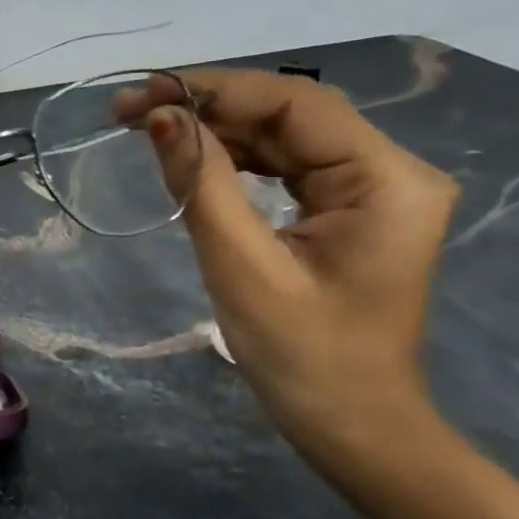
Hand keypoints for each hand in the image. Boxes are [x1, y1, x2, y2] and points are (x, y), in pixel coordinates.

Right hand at [120, 70, 459, 449]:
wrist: (354, 428)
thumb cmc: (304, 357)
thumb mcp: (242, 267)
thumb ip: (201, 184)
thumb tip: (160, 117)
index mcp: (386, 181)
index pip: (295, 103)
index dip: (215, 90)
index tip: (143, 96)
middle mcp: (389, 171)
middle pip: (289, 114)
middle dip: (207, 106)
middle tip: (129, 111)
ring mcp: (370, 190)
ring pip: (282, 137)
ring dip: (214, 130)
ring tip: (146, 128)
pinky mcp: (346, 210)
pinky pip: (284, 167)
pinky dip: (233, 159)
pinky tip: (189, 157)